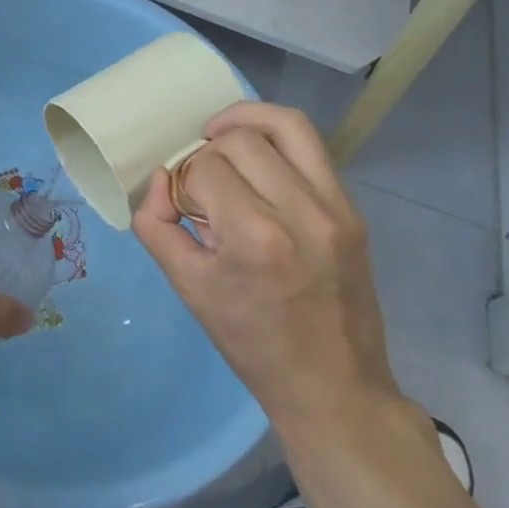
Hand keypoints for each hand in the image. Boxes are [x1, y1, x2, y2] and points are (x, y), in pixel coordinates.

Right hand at [132, 103, 399, 431]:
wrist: (333, 385)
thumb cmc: (251, 342)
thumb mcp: (187, 287)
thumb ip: (155, 224)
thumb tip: (161, 179)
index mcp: (255, 237)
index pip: (204, 169)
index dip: (183, 182)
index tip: (183, 209)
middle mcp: (301, 211)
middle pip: (241, 139)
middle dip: (207, 152)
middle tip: (201, 184)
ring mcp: (336, 207)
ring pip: (286, 124)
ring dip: (245, 121)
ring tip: (221, 136)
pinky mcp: (353, 210)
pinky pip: (311, 148)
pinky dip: (276, 140)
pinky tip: (256, 159)